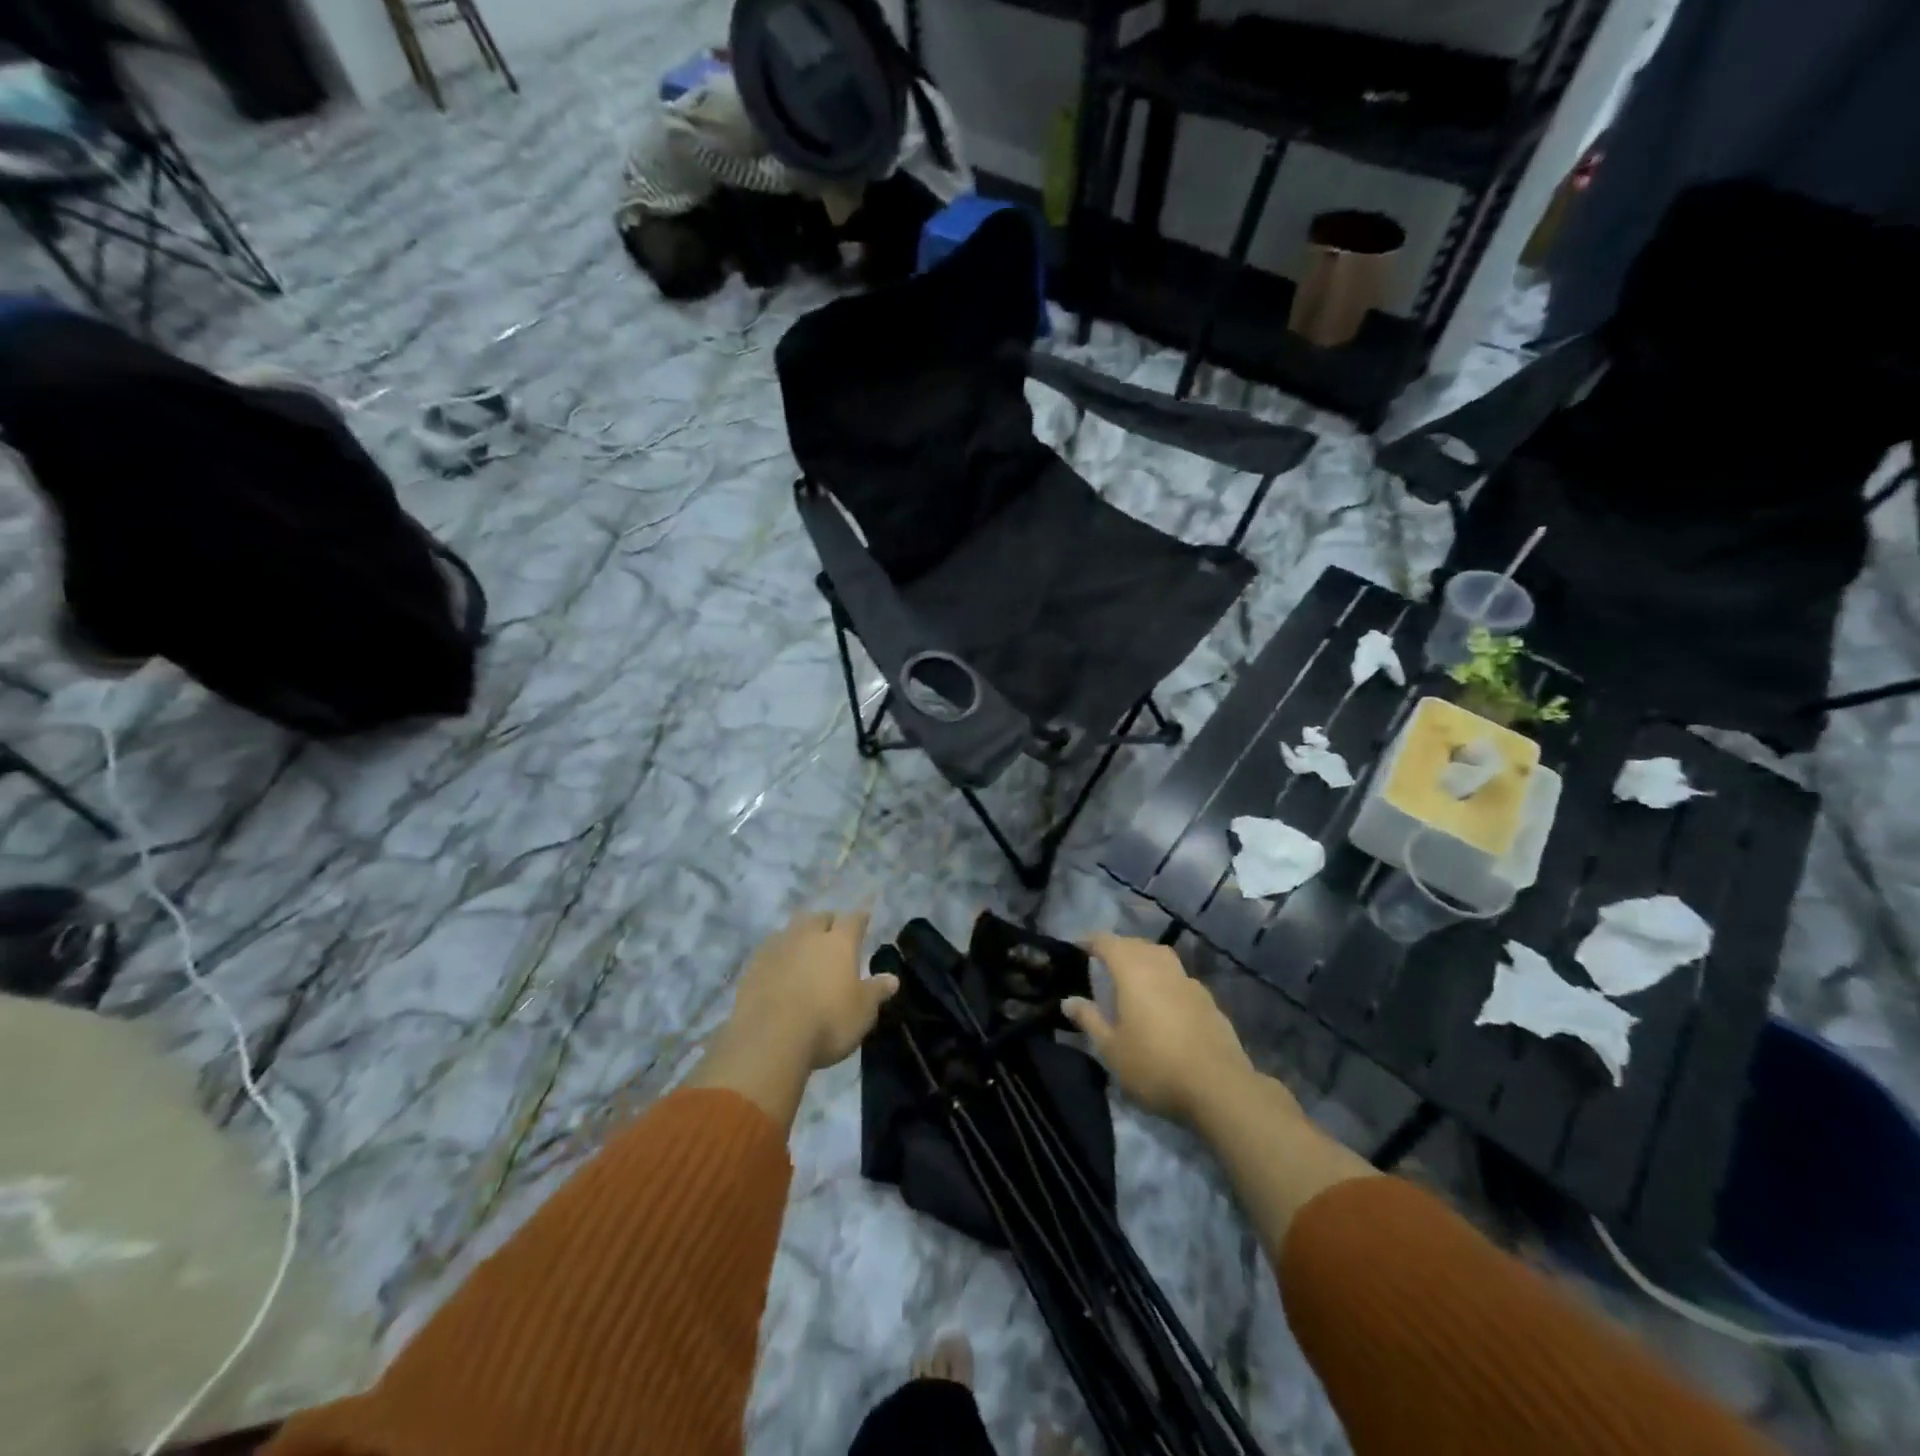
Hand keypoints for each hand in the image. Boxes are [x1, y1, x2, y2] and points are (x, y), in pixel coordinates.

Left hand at [727, 909, 898, 1071]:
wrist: (769, 1038)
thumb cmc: (827, 1022)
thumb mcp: (862, 1012)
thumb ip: (876, 991)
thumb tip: (892, 978)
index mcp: (839, 942)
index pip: (854, 919)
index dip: (860, 919)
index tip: (863, 920)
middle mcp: (808, 936)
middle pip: (819, 917)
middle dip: (827, 923)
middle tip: (833, 935)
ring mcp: (777, 948)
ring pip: (791, 929)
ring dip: (800, 935)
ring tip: (804, 950)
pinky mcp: (753, 965)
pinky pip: (769, 950)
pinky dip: (778, 955)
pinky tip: (779, 968)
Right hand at [1062, 933, 1265, 1125]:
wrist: (1219, 1087)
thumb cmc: (1155, 1065)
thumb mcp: (1111, 1048)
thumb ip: (1089, 1019)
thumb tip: (1069, 1000)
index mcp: (1133, 971)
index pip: (1107, 942)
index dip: (1091, 941)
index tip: (1078, 947)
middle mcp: (1161, 966)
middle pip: (1136, 944)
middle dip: (1118, 948)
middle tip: (1102, 963)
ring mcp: (1188, 981)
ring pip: (1161, 957)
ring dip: (1144, 959)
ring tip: (1132, 978)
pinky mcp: (1208, 1000)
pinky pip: (1178, 978)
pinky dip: (1164, 980)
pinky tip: (1162, 1002)